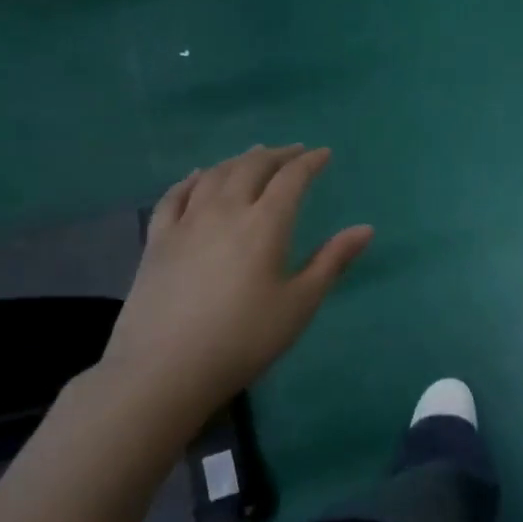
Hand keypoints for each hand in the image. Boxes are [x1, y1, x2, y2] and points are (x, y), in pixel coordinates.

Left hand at [95, 146, 372, 440]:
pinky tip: (197, 176)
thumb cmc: (244, 339)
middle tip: (293, 151)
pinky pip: (174, 195)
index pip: (291, 179)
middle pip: (251, 167)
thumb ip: (332, 261)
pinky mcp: (157, 240)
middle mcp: (225, 211)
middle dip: (277, 155)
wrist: (165, 369)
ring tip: (253, 155)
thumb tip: (366, 228)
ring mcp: (186, 222)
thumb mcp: (299, 304)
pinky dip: (192, 178)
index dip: (309, 162)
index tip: (323, 154)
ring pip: (214, 175)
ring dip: (238, 160)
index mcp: (265, 224)